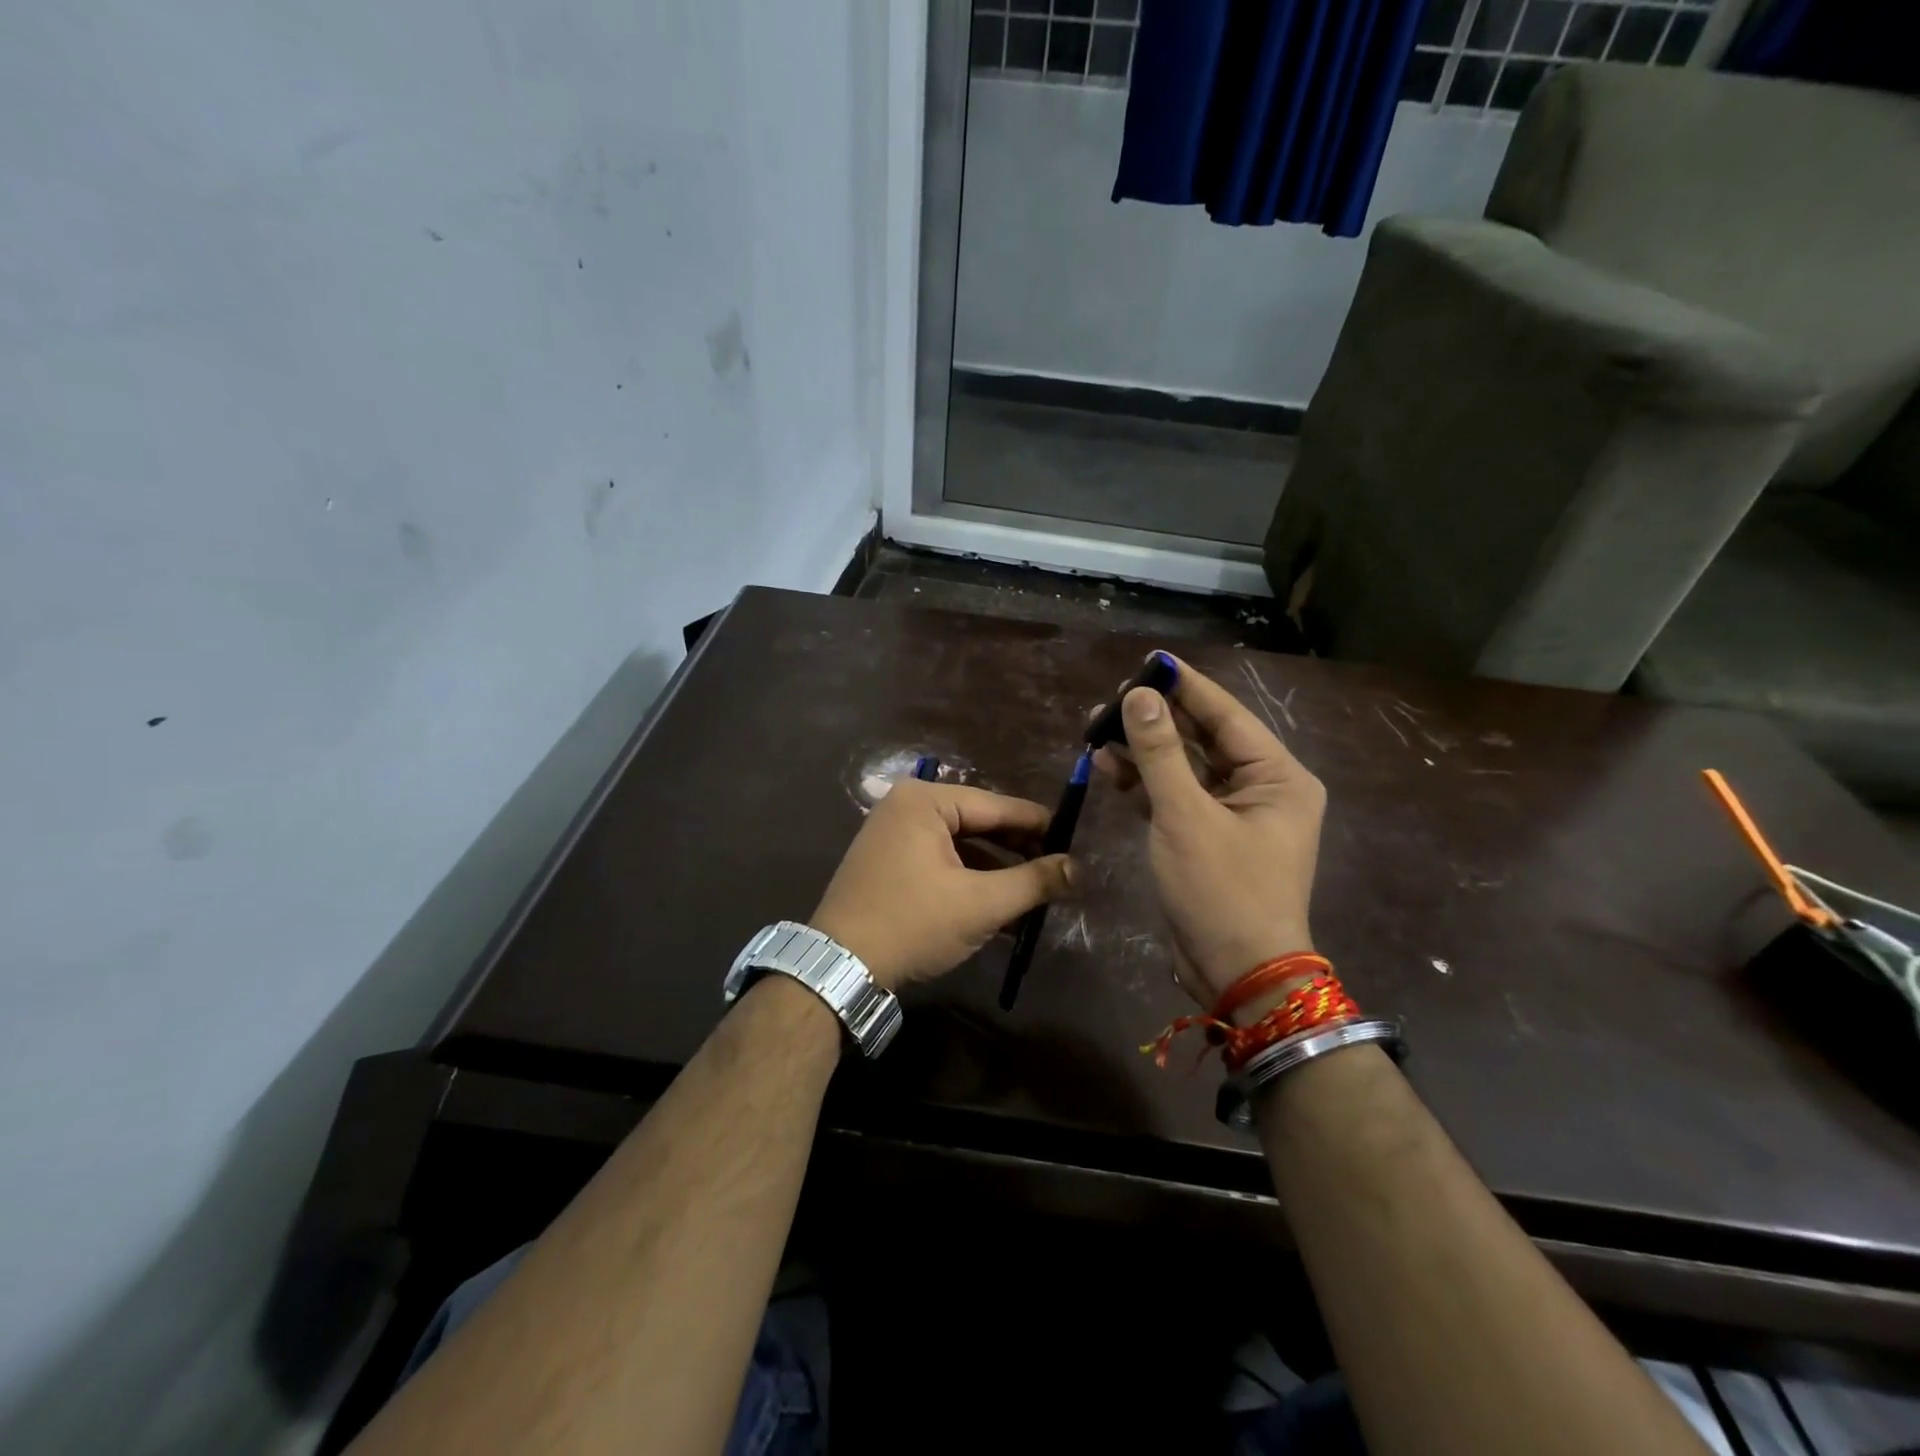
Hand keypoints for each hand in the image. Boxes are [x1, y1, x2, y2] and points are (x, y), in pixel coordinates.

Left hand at [810, 781, 1074, 989]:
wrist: (839, 968)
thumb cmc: (913, 923)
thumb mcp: (981, 904)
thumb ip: (1033, 882)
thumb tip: (1078, 868)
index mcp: (925, 800)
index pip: (997, 806)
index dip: (1039, 825)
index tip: (1075, 840)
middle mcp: (906, 806)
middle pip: (978, 824)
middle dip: (1017, 851)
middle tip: (1059, 870)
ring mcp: (892, 833)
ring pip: (961, 846)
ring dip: (996, 871)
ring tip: (1035, 893)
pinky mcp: (888, 862)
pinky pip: (940, 861)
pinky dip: (969, 881)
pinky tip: (999, 907)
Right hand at [1093, 654, 1324, 1012]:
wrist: (1237, 974)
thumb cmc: (1222, 891)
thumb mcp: (1186, 816)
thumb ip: (1160, 752)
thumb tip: (1139, 696)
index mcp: (1277, 776)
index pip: (1226, 714)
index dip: (1185, 686)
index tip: (1147, 662)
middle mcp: (1262, 787)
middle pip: (1205, 738)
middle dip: (1156, 720)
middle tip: (1109, 700)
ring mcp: (1236, 814)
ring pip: (1186, 767)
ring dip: (1145, 750)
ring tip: (1097, 730)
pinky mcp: (1210, 836)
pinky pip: (1178, 796)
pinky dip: (1147, 783)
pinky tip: (1111, 768)